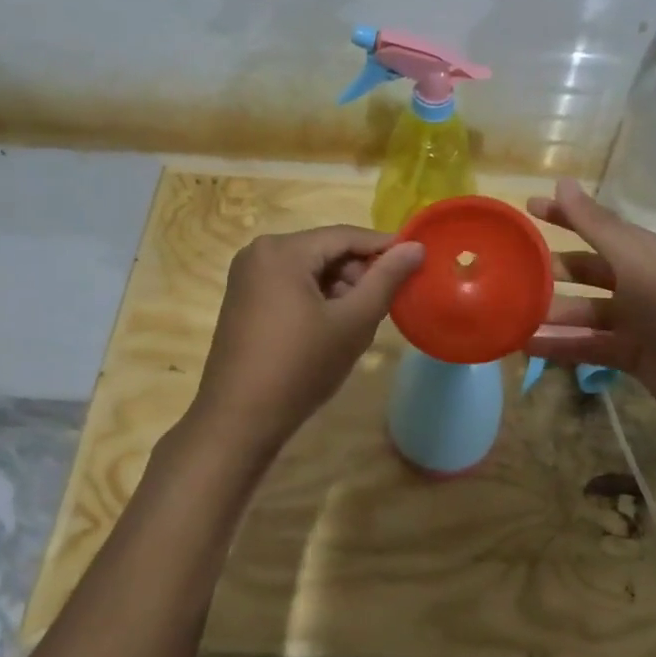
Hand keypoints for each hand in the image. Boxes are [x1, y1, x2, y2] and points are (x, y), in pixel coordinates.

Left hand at [188, 225, 424, 457]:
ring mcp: (247, 277)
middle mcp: (259, 252)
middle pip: (326, 251)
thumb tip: (416, 247)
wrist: (238, 420)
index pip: (346, 236)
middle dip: (359, 274)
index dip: (385, 248)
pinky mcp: (244, 300)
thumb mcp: (352, 322)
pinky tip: (332, 329)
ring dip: (340, 289)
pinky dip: (316, 299)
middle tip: (386, 305)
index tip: (417, 264)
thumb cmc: (300, 367)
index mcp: (282, 250)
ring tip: (360, 322)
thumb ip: (386, 280)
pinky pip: (290, 285)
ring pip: (309, 270)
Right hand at [525, 179, 655, 445]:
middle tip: (510, 270)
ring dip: (550, 311)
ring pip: (582, 310)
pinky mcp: (629, 353)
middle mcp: (637, 281)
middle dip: (552, 269)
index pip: (597, 225)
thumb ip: (596, 225)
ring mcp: (634, 320)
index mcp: (642, 253)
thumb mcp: (635, 263)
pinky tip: (527, 346)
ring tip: (510, 313)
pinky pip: (586, 344)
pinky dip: (559, 344)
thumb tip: (563, 181)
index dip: (564, 215)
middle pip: (586, 270)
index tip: (527, 207)